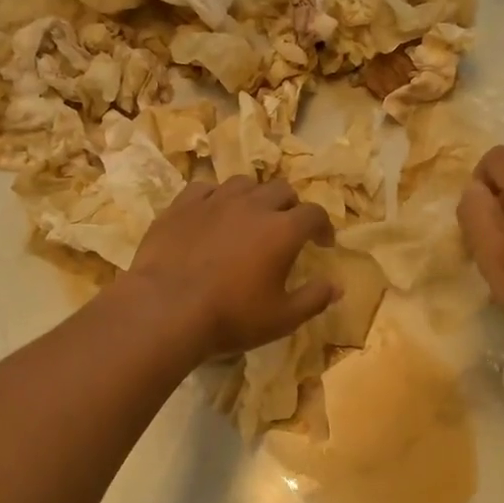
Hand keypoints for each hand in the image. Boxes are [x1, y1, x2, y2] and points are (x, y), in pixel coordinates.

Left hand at [126, 176, 336, 359]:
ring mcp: (214, 201)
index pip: (315, 214)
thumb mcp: (282, 318)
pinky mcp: (182, 206)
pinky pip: (205, 188)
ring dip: (254, 197)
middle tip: (287, 228)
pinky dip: (216, 198)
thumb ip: (314, 299)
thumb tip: (337, 286)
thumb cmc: (231, 317)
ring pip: (244, 183)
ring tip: (250, 216)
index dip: (323, 227)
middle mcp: (253, 205)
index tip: (322, 243)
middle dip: (291, 206)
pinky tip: (212, 214)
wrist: (166, 310)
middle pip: (282, 190)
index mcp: (283, 230)